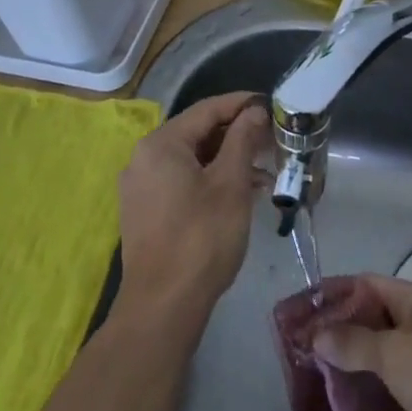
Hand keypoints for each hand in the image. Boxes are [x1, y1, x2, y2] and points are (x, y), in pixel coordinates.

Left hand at [115, 91, 270, 335]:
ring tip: (263, 174)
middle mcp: (143, 157)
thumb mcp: (230, 184)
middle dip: (236, 136)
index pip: (206, 110)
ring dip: (225, 161)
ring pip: (190, 159)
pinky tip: (237, 195)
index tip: (270, 104)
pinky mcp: (143, 212)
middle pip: (196, 133)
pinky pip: (180, 181)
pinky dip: (208, 180)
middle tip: (271, 140)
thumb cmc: (201, 237)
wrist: (162, 307)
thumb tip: (254, 110)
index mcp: (160, 143)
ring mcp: (140, 186)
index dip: (241, 104)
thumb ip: (243, 140)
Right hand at [312, 273, 411, 410]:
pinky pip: (399, 398)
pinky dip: (378, 406)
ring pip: (386, 362)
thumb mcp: (392, 352)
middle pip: (374, 324)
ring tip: (321, 388)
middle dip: (341, 337)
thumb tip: (318, 335)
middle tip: (306, 354)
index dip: (334, 295)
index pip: (366, 286)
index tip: (303, 311)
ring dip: (358, 374)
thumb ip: (353, 343)